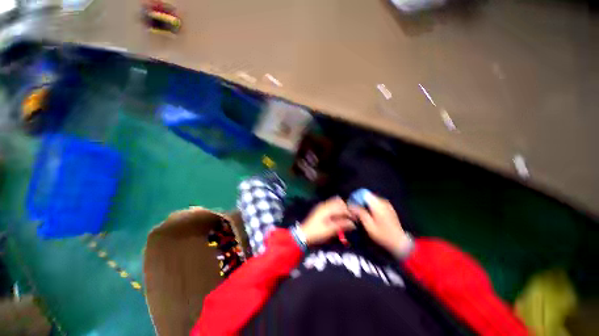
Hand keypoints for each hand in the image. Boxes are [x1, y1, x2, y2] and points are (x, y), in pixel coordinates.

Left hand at [299, 197, 354, 245]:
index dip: (349, 212)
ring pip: (334, 202)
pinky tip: (338, 216)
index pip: (341, 207)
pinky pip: (331, 205)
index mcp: (327, 209)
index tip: (355, 218)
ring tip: (346, 216)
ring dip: (341, 207)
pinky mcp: (320, 209)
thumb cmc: (317, 232)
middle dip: (345, 207)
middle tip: (351, 216)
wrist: (304, 234)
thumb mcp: (330, 230)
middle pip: (338, 201)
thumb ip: (341, 225)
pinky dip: (336, 208)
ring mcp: (321, 206)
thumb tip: (353, 224)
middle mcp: (324, 205)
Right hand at [349, 193, 411, 258]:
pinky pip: (377, 203)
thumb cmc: (382, 235)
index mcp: (377, 204)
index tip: (352, 205)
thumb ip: (360, 213)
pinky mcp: (389, 207)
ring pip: (372, 199)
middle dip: (361, 202)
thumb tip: (351, 205)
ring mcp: (387, 204)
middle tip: (356, 211)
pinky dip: (372, 207)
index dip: (356, 198)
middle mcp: (383, 201)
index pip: (363, 194)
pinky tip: (371, 215)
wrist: (399, 242)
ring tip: (363, 214)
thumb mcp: (369, 226)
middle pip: (367, 196)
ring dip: (366, 204)